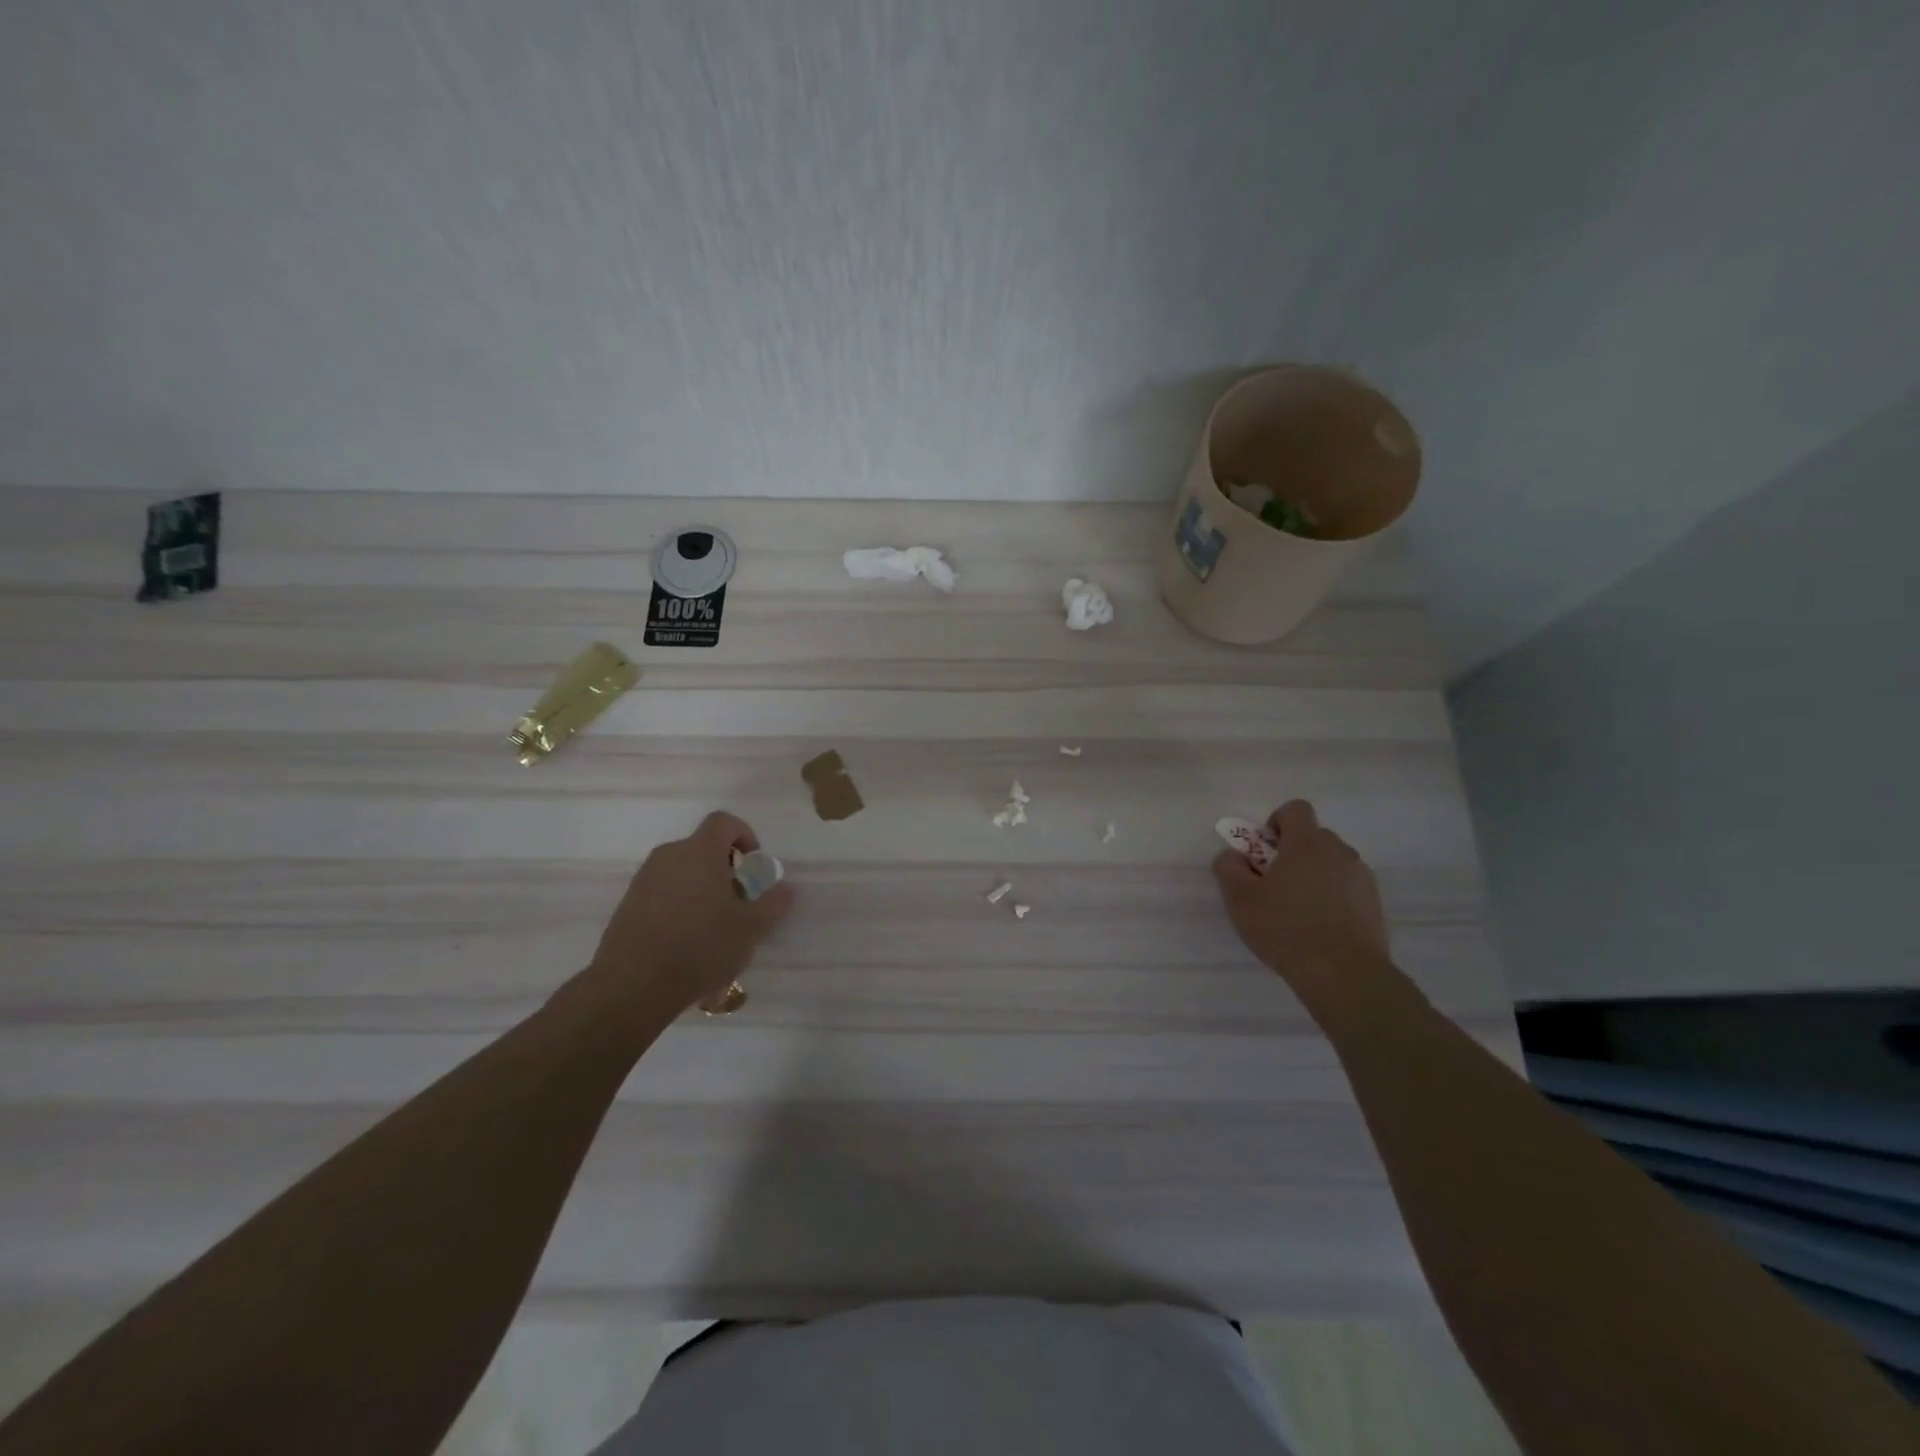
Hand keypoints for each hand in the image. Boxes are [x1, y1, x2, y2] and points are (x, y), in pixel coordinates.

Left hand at [582, 811, 795, 1016]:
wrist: (633, 985)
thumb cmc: (701, 946)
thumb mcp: (751, 928)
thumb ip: (774, 903)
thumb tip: (786, 888)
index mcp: (700, 851)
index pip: (724, 821)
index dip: (744, 834)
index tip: (753, 863)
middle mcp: (669, 856)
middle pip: (703, 848)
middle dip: (725, 869)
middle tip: (739, 902)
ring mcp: (644, 880)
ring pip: (683, 872)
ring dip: (702, 889)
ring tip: (714, 927)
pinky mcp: (628, 905)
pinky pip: (663, 893)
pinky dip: (680, 906)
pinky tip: (687, 942)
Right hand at [1212, 800, 1388, 983]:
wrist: (1344, 974)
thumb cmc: (1285, 928)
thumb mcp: (1240, 899)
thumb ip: (1228, 868)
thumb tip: (1232, 855)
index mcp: (1307, 843)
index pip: (1295, 809)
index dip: (1276, 823)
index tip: (1265, 852)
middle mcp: (1339, 851)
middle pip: (1314, 837)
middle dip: (1293, 853)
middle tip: (1274, 886)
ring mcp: (1362, 878)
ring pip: (1332, 864)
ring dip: (1314, 876)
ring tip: (1297, 912)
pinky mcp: (1374, 904)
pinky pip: (1347, 888)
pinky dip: (1333, 898)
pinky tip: (1319, 928)